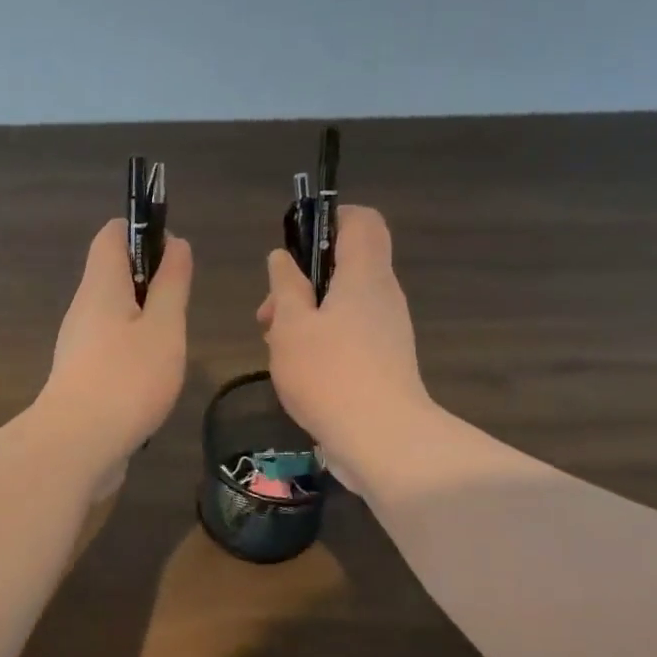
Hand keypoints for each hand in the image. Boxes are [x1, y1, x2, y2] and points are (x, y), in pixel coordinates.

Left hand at [37, 219, 192, 491]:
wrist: (77, 445)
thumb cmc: (128, 378)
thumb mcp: (164, 327)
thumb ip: (171, 285)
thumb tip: (175, 244)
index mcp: (101, 285)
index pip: (112, 235)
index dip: (142, 231)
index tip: (174, 255)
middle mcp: (83, 309)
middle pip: (113, 275)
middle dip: (150, 283)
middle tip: (179, 311)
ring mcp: (77, 345)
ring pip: (114, 316)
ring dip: (144, 322)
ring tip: (171, 348)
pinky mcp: (79, 377)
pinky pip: (109, 348)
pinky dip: (132, 352)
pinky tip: (152, 379)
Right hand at [257, 205, 429, 486]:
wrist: (382, 438)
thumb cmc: (329, 373)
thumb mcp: (291, 326)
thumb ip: (285, 287)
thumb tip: (282, 258)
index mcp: (364, 275)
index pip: (361, 220)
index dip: (329, 218)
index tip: (294, 243)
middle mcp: (383, 294)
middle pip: (346, 264)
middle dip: (301, 280)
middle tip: (268, 312)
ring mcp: (388, 329)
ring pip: (343, 302)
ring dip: (306, 314)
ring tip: (274, 345)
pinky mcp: (385, 360)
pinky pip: (351, 331)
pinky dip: (322, 337)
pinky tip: (297, 368)